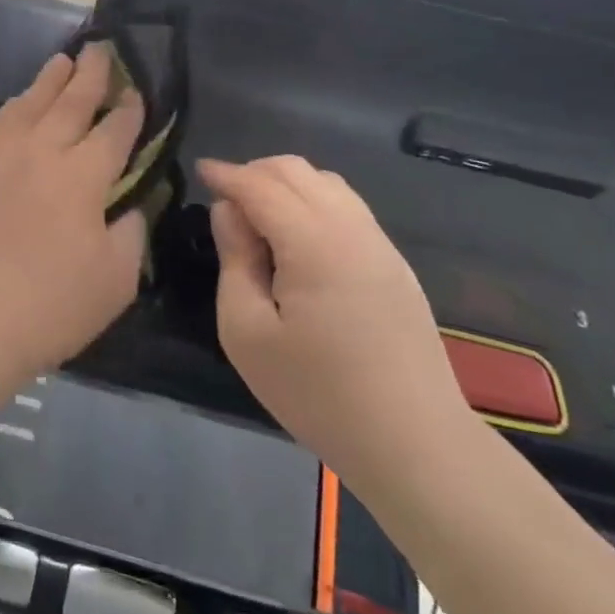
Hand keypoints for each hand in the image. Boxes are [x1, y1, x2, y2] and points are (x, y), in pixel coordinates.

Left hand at [0, 46, 146, 382]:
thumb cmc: (55, 305)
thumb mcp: (117, 277)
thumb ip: (132, 230)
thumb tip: (131, 202)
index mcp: (84, 176)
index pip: (114, 131)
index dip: (129, 110)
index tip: (136, 93)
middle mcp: (43, 153)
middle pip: (72, 103)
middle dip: (91, 75)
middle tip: (101, 49)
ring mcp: (1, 157)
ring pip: (30, 105)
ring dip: (50, 80)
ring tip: (63, 60)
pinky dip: (13, 107)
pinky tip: (20, 102)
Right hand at [200, 156, 473, 484]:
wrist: (414, 443)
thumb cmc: (317, 393)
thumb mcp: (247, 333)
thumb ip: (235, 260)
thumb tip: (228, 212)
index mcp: (313, 243)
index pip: (261, 185)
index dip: (227, 174)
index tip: (200, 171)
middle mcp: (351, 229)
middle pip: (297, 171)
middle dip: (255, 171)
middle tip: (224, 198)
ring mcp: (380, 245)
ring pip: (327, 183)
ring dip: (286, 183)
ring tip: (258, 215)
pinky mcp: (394, 264)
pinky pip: (348, 207)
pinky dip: (313, 201)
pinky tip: (297, 236)